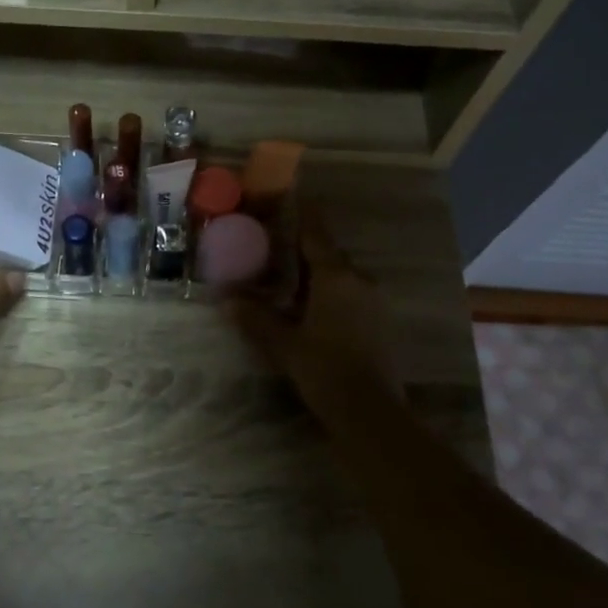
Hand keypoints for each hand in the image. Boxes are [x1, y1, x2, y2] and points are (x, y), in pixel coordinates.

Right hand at [225, 209, 401, 417]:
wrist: (370, 411)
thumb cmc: (324, 368)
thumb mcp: (283, 343)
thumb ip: (256, 318)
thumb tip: (227, 299)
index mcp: (336, 277)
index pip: (316, 234)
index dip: (305, 214)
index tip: (295, 196)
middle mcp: (359, 280)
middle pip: (329, 255)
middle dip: (305, 250)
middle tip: (278, 248)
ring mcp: (374, 302)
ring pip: (342, 277)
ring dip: (318, 275)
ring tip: (291, 282)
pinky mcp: (380, 323)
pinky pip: (352, 295)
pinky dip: (332, 294)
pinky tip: (313, 311)